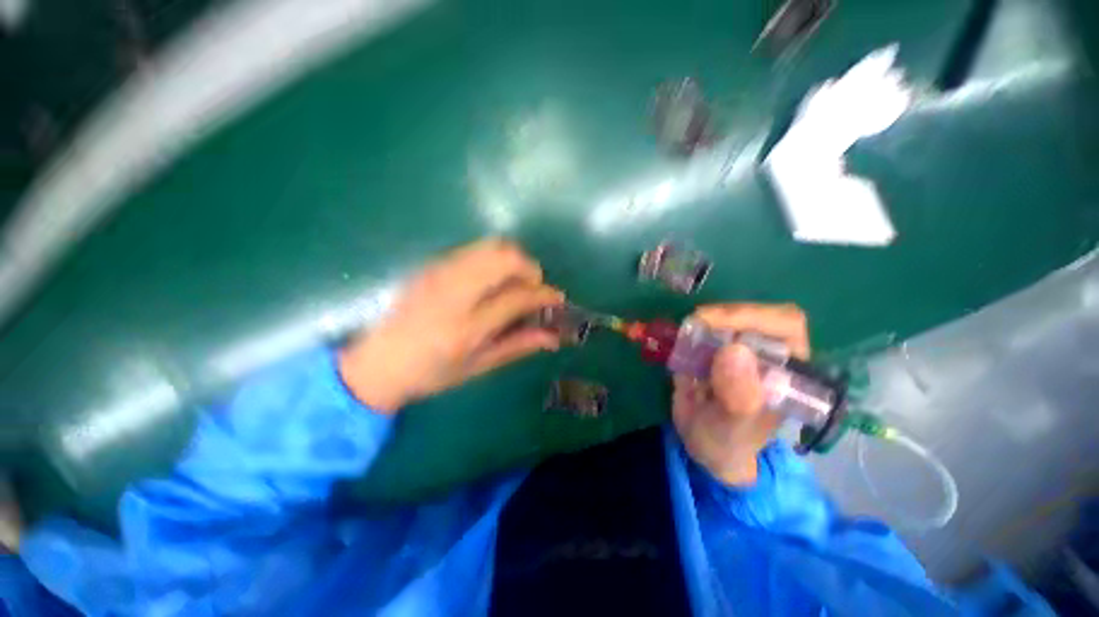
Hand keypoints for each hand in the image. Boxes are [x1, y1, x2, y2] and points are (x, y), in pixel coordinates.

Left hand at [338, 239, 564, 412]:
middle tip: (534, 289)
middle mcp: (453, 292)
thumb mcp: (479, 366)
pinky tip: (491, 280)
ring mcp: (440, 273)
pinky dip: (493, 258)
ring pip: (491, 246)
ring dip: (513, 260)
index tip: (557, 298)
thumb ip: (519, 346)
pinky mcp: (432, 265)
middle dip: (530, 268)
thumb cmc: (431, 373)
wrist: (378, 363)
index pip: (518, 296)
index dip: (544, 294)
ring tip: (515, 283)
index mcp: (467, 327)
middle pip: (505, 257)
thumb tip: (554, 336)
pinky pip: (474, 250)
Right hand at [672, 303, 809, 485]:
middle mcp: (767, 353)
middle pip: (755, 314)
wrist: (704, 444)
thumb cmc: (727, 442)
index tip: (713, 322)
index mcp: (787, 371)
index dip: (752, 316)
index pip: (785, 325)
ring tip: (684, 335)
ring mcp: (739, 347)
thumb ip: (738, 398)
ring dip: (704, 319)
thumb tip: (734, 350)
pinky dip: (688, 327)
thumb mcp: (732, 428)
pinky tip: (678, 339)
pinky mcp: (714, 347)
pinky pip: (703, 326)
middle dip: (724, 314)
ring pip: (728, 315)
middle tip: (695, 323)